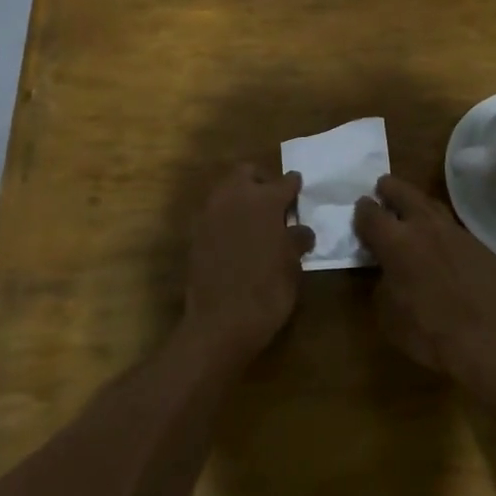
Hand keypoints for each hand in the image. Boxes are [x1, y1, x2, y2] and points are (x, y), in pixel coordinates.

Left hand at [184, 165, 314, 358]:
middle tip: (273, 201)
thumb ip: (296, 240)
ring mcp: (210, 214)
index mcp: (265, 201)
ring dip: (240, 196)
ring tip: (255, 219)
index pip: (284, 182)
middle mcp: (234, 198)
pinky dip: (226, 217)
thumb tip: (300, 230)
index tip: (298, 188)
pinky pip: (213, 212)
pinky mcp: (195, 233)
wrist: (220, 322)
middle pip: (246, 173)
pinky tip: (236, 237)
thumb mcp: (292, 266)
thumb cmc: (267, 292)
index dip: (294, 185)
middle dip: (260, 181)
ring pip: (226, 189)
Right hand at [353, 175, 495, 381]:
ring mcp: (456, 232)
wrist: (491, 341)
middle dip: (390, 189)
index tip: (360, 209)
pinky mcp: (479, 245)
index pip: (370, 213)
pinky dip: (440, 228)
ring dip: (417, 204)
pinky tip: (441, 242)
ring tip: (411, 211)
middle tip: (383, 189)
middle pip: (403, 192)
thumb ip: (382, 284)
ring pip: (432, 205)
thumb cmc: (429, 332)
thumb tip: (387, 272)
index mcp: (395, 241)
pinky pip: (453, 227)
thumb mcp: (388, 315)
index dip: (362, 210)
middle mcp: (424, 226)